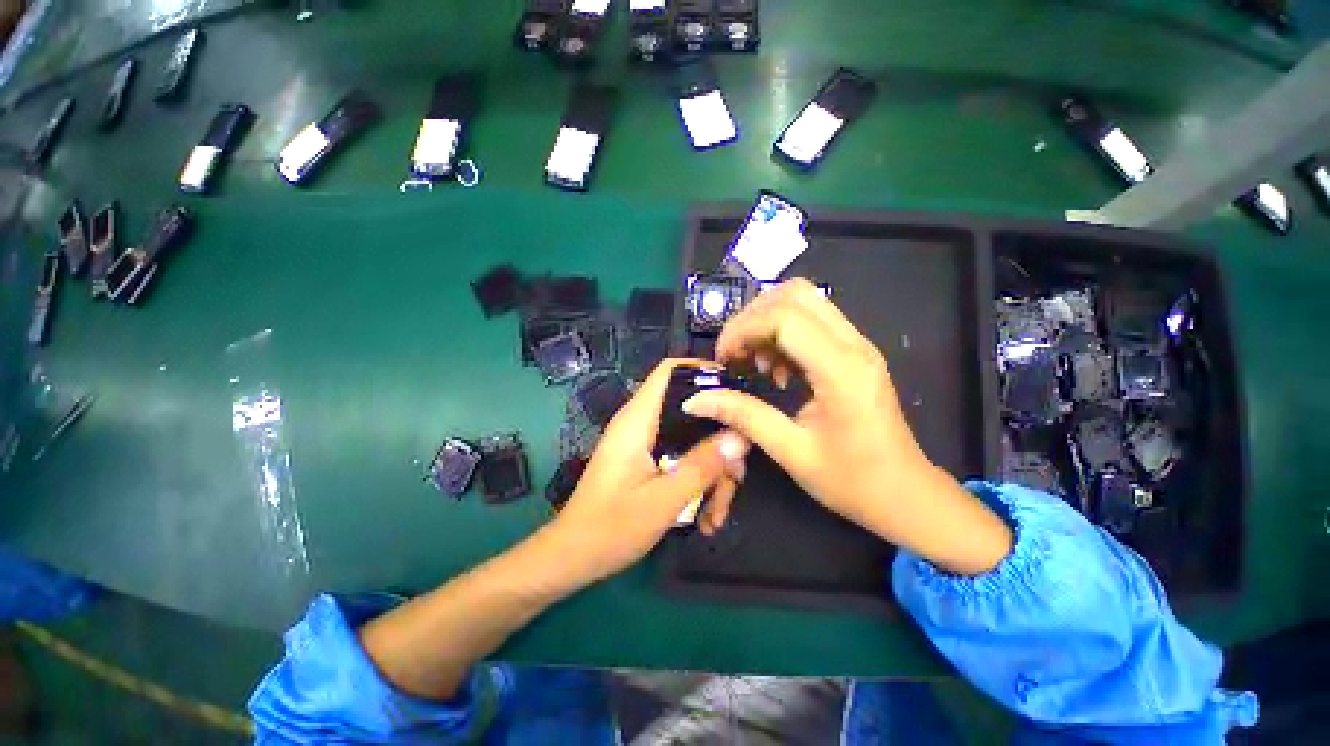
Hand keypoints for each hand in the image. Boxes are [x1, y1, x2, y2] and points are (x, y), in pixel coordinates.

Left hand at [544, 359, 748, 586]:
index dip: (704, 371)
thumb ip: (703, 465)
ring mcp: (643, 443)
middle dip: (718, 441)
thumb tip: (739, 436)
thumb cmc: (611, 528)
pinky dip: (697, 480)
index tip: (737, 392)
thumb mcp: (664, 499)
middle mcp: (641, 423)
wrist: (572, 558)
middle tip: (736, 476)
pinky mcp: (645, 460)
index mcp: (638, 419)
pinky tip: (704, 516)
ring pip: (691, 439)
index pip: (670, 371)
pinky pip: (681, 457)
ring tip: (716, 514)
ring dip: (710, 471)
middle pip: (691, 411)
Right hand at [681, 279, 1011, 575]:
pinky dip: (783, 333)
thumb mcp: (791, 451)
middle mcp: (854, 345)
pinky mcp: (854, 352)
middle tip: (735, 353)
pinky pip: (812, 321)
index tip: (723, 359)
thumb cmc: (853, 480)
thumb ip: (743, 417)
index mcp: (841, 370)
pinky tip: (777, 369)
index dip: (743, 330)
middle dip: (752, 317)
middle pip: (795, 294)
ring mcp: (858, 344)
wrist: (905, 494)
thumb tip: (697, 400)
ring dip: (767, 322)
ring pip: (804, 301)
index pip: (783, 318)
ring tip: (756, 363)